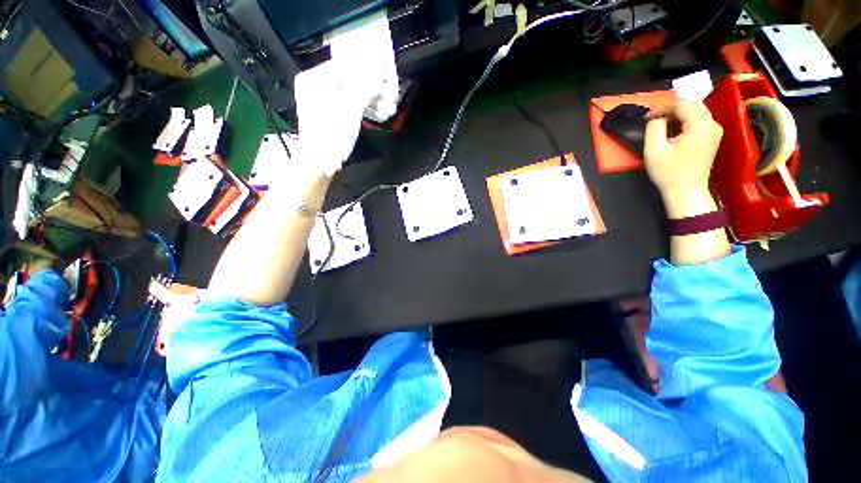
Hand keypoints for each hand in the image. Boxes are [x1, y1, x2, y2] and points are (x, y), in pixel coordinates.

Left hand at [293, 60, 384, 177]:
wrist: (319, 163)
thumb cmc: (332, 134)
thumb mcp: (350, 108)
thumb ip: (364, 86)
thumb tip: (378, 68)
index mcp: (316, 78)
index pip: (346, 66)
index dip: (368, 71)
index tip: (386, 79)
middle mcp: (317, 85)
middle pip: (350, 80)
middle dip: (372, 90)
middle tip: (390, 98)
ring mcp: (323, 101)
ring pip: (352, 94)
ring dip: (371, 100)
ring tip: (388, 110)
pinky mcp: (330, 115)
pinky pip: (349, 105)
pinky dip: (363, 108)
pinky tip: (378, 113)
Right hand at [643, 101, 722, 218]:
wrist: (686, 191)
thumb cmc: (668, 172)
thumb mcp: (654, 150)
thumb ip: (654, 128)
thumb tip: (657, 119)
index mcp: (700, 125)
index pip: (681, 105)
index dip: (662, 108)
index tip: (647, 118)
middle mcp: (712, 124)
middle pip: (692, 105)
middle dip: (672, 110)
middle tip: (655, 120)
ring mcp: (715, 131)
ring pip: (697, 112)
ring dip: (679, 115)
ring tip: (663, 126)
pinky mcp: (713, 138)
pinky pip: (700, 121)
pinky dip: (686, 121)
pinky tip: (675, 132)